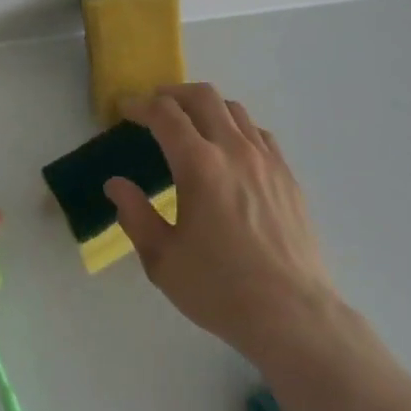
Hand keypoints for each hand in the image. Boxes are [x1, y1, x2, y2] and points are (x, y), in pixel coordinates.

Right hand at [106, 84, 342, 369]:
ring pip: (235, 109)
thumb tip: (116, 185)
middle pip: (202, 96)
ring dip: (207, 107)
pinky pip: (259, 134)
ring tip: (192, 125)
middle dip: (173, 93)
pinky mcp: (288, 177)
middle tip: (156, 108)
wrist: (294, 317)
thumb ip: (135, 216)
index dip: (140, 105)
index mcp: (199, 165)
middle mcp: (234, 150)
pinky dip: (237, 128)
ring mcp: (267, 161)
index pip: (165, 114)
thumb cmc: (221, 290)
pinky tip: (231, 151)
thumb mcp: (163, 261)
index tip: (125, 109)